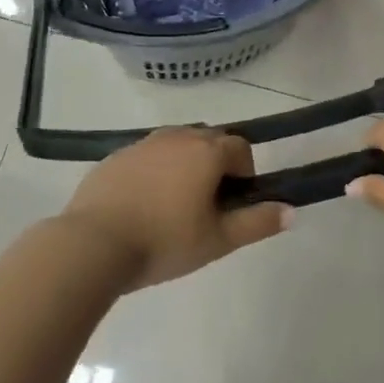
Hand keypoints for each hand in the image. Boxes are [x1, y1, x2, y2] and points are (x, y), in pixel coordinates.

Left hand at [64, 127, 290, 290]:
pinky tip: (143, 205)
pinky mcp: (114, 157)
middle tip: (208, 205)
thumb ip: (258, 223)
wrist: (92, 245)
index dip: (245, 173)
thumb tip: (291, 211)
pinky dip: (154, 171)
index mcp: (207, 151)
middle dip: (217, 164)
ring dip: (185, 164)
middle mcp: (176, 137)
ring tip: (175, 204)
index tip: (234, 204)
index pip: (241, 147)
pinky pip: (146, 156)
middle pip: (209, 140)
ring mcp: (142, 144)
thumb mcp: (219, 240)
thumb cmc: (164, 241)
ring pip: (176, 145)